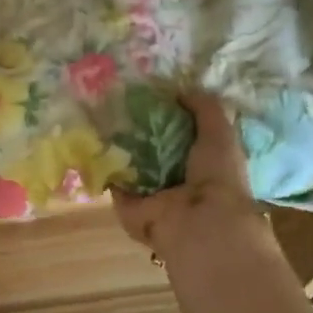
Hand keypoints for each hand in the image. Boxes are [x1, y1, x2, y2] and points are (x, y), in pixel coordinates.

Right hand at [112, 92, 274, 267]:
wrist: (198, 222)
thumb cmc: (216, 176)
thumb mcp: (220, 133)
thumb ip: (204, 109)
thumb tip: (181, 90)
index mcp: (202, 163)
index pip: (182, 136)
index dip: (169, 115)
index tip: (150, 93)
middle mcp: (176, 178)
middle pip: (153, 148)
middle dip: (139, 129)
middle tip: (120, 100)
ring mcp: (150, 193)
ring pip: (130, 163)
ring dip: (118, 144)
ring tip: (102, 113)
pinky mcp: (127, 203)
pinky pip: (113, 178)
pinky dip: (103, 162)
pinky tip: (93, 137)